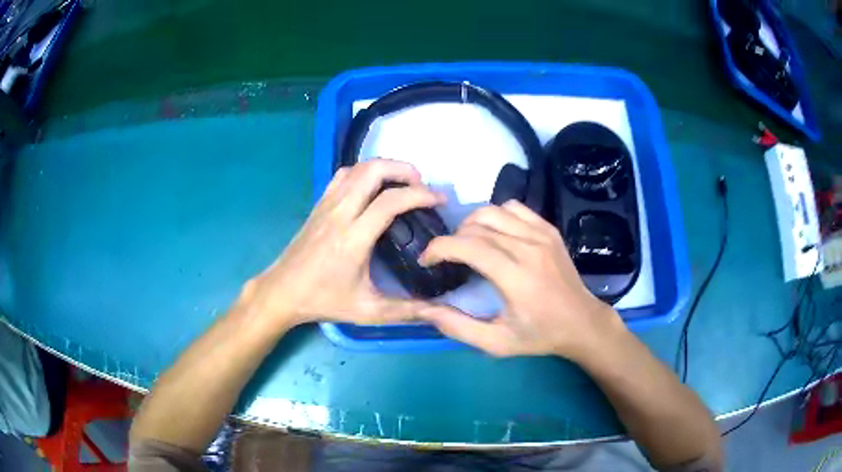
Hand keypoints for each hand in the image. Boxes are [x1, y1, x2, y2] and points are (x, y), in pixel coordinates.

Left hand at [240, 159, 444, 327]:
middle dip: (403, 169)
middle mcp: (339, 214)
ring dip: (383, 167)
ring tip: (401, 182)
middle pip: (372, 171)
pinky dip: (363, 172)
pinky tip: (372, 187)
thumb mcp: (368, 311)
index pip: (390, 201)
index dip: (420, 195)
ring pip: (356, 168)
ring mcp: (326, 205)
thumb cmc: (323, 301)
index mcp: (353, 239)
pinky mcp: (318, 204)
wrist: (282, 291)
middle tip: (420, 185)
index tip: (439, 200)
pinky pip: (343, 176)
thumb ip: (408, 311)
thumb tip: (443, 313)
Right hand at [418, 201, 623, 358]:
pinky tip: (496, 235)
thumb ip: (456, 326)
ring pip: (493, 211)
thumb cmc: (539, 335)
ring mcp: (541, 234)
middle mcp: (528, 248)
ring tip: (468, 244)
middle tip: (447, 259)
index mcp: (515, 276)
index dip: (438, 248)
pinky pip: (515, 208)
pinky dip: (497, 216)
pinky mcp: (549, 229)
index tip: (427, 261)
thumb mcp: (495, 342)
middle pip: (476, 226)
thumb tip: (421, 309)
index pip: (466, 245)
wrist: (582, 323)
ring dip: (472, 224)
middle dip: (452, 239)